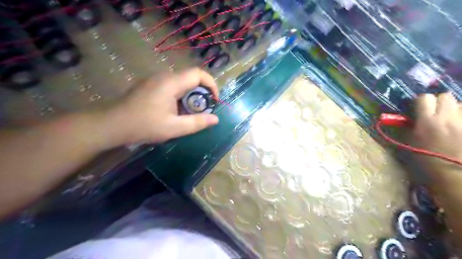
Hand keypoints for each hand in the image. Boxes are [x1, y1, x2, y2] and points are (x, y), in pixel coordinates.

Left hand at [104, 68, 219, 145]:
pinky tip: (175, 111)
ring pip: (182, 83)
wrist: (111, 124)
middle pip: (191, 78)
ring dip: (191, 96)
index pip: (198, 73)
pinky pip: (172, 86)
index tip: (214, 100)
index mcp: (171, 83)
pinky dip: (181, 96)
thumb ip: (197, 123)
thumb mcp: (174, 128)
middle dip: (202, 93)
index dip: (211, 84)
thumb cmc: (143, 126)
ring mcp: (155, 80)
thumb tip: (216, 119)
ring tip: (190, 113)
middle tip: (202, 111)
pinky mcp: (150, 85)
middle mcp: (164, 76)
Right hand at [413, 92, 461, 172]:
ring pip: (461, 104)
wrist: (456, 175)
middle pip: (445, 96)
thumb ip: (411, 127)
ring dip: (454, 110)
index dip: (422, 102)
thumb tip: (412, 117)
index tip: (420, 109)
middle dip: (439, 102)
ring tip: (451, 122)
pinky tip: (459, 129)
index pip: (425, 98)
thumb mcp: (412, 143)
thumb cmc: (428, 161)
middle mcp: (448, 118)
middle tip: (436, 113)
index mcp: (427, 122)